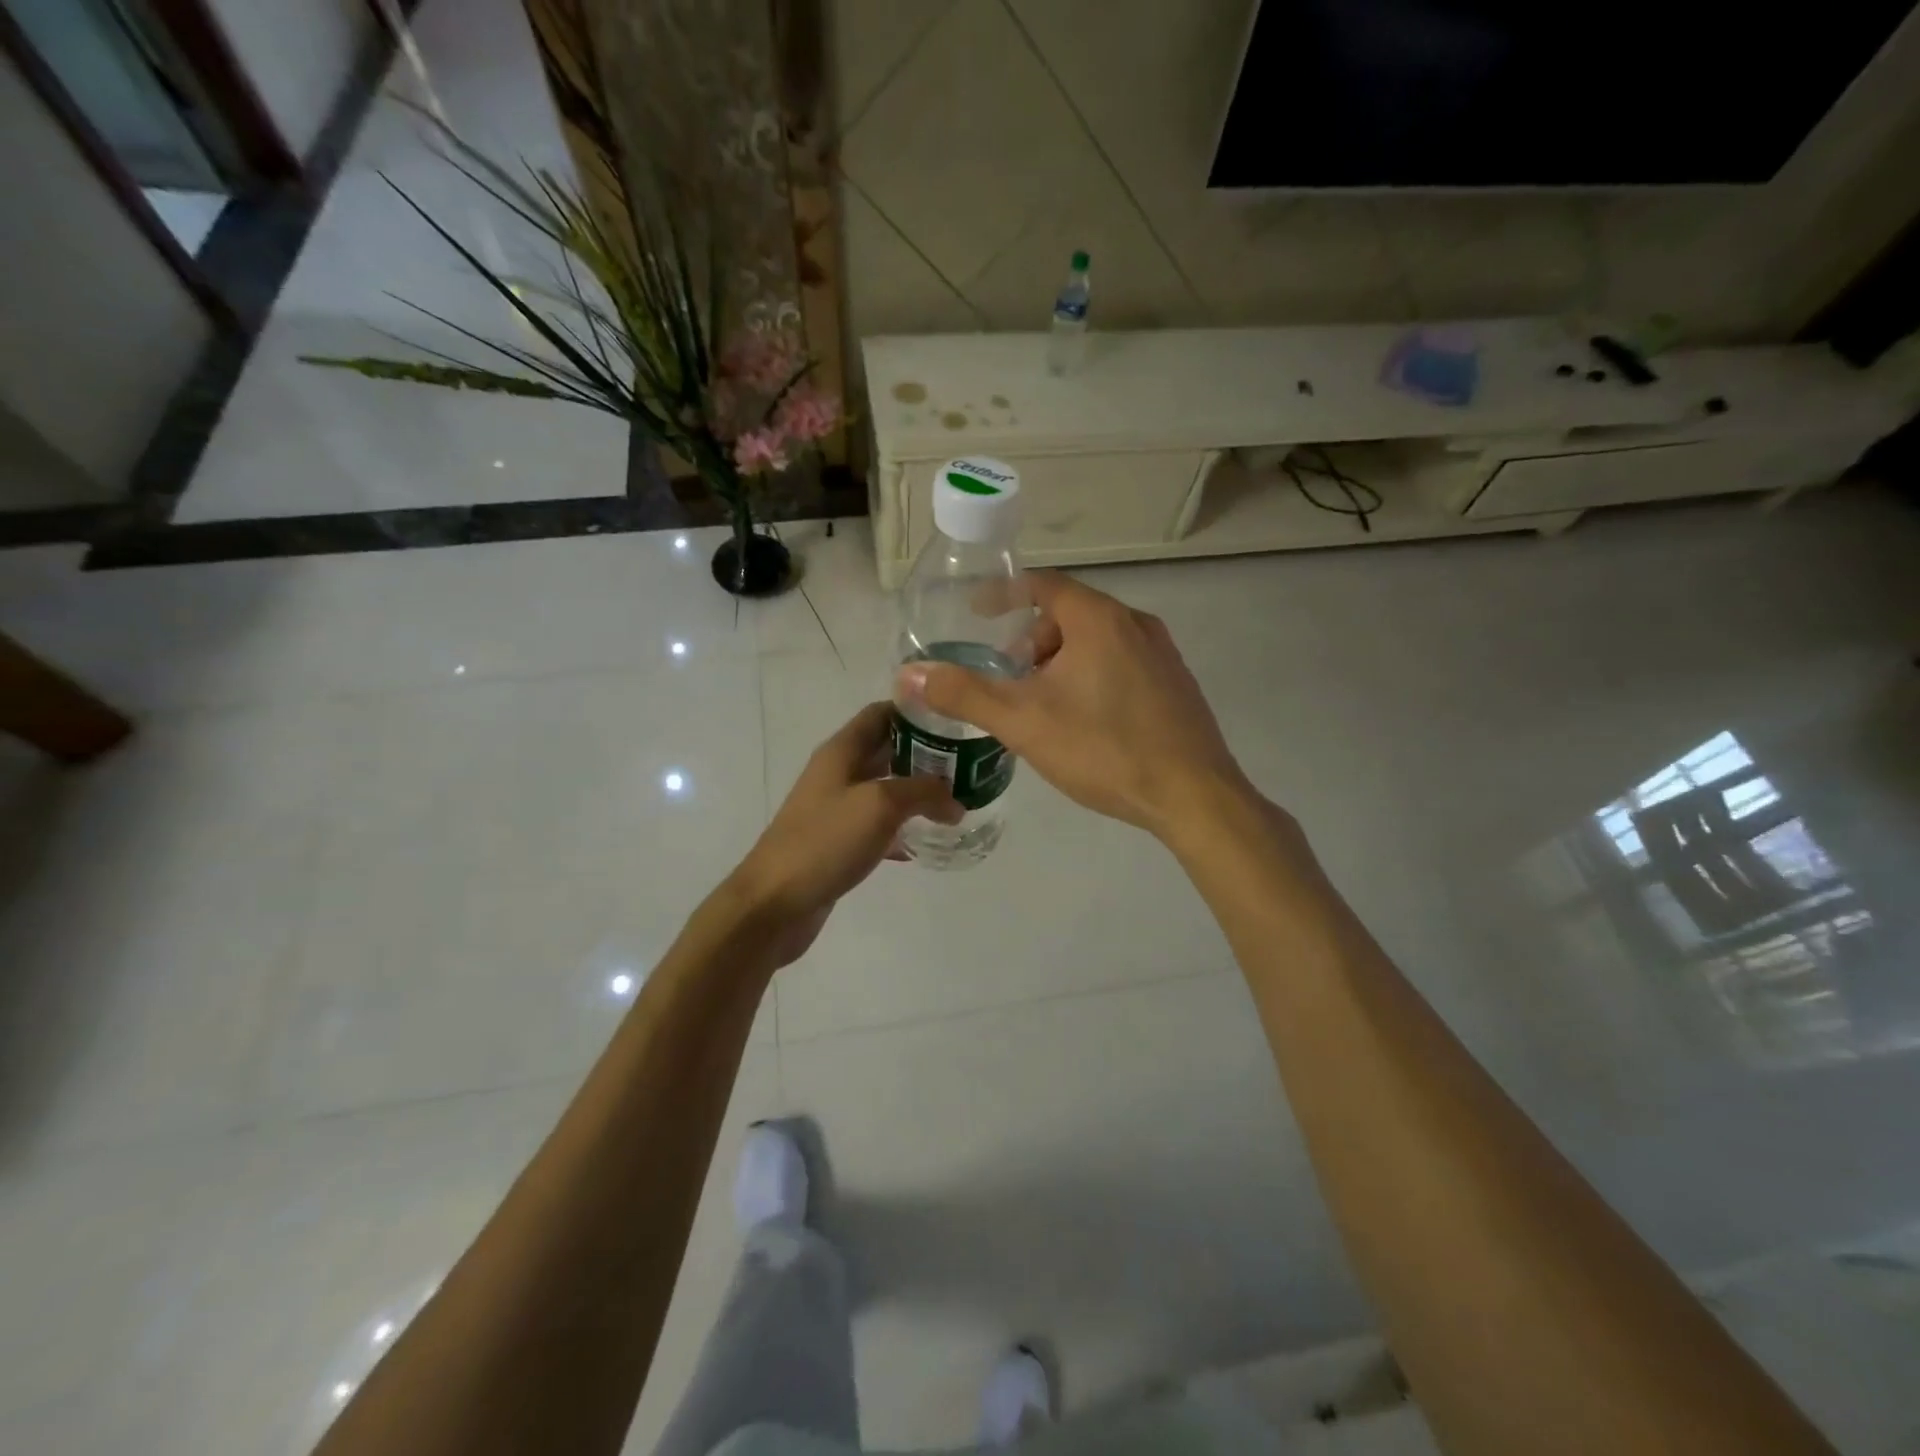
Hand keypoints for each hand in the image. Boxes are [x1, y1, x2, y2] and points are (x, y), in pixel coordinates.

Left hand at [727, 701, 961, 966]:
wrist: (775, 902)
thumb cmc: (824, 841)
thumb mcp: (880, 805)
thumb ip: (923, 793)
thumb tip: (955, 800)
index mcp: (841, 751)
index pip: (881, 714)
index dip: (916, 711)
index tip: (955, 720)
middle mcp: (838, 773)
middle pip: (887, 750)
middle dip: (926, 754)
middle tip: (968, 763)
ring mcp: (837, 809)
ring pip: (885, 789)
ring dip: (918, 792)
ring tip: (958, 799)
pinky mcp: (839, 842)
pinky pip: (879, 826)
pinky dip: (903, 828)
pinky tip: (929, 840)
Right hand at [896, 574, 1250, 840]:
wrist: (1194, 796)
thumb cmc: (1104, 750)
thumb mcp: (1023, 721)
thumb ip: (964, 694)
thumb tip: (908, 674)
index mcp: (1098, 619)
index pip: (1043, 584)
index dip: (1004, 593)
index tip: (977, 611)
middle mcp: (1135, 623)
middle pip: (1069, 615)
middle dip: (1031, 641)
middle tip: (1009, 678)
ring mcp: (1162, 654)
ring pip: (1097, 641)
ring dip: (1060, 662)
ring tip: (1041, 706)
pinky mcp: (1177, 684)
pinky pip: (1122, 663)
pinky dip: (1091, 676)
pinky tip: (1084, 723)